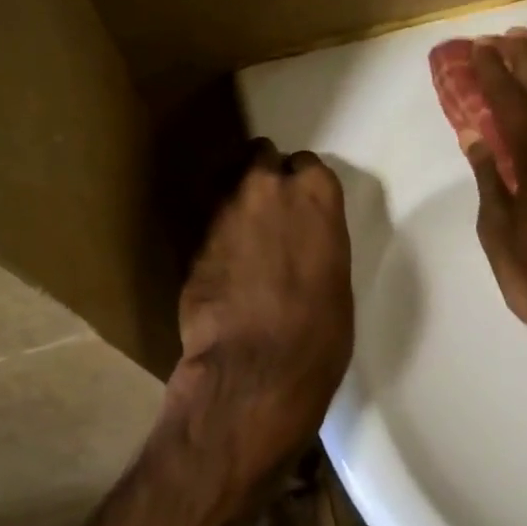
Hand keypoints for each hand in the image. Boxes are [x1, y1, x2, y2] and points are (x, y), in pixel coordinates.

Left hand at [174, 142, 354, 475]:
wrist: (255, 368)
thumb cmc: (319, 330)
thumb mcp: (335, 276)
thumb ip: (316, 240)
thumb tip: (299, 242)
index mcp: (316, 194)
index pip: (307, 163)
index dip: (302, 184)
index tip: (301, 204)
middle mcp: (268, 187)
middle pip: (261, 156)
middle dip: (264, 176)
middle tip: (267, 208)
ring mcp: (224, 208)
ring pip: (225, 178)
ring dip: (234, 195)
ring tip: (238, 226)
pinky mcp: (191, 237)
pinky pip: (205, 218)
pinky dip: (212, 229)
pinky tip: (219, 256)